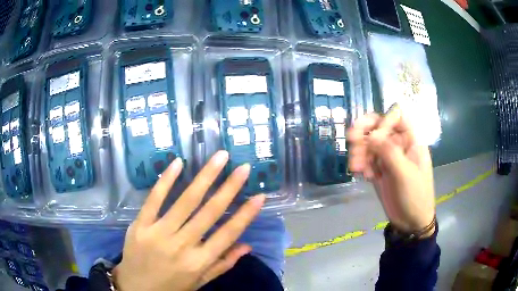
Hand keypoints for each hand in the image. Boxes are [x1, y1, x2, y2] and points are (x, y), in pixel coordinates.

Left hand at [113, 151, 264, 290]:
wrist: (135, 288)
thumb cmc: (171, 287)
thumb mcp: (199, 282)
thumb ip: (222, 264)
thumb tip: (247, 246)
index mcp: (199, 262)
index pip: (227, 234)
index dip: (245, 215)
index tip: (260, 196)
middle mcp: (182, 246)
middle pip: (209, 212)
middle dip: (229, 188)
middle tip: (243, 167)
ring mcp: (158, 233)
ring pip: (185, 201)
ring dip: (205, 177)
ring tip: (219, 157)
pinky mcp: (140, 225)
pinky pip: (154, 199)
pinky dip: (166, 181)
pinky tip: (178, 163)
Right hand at [348, 106, 435, 235]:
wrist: (410, 222)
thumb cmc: (415, 195)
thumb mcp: (405, 174)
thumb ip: (389, 152)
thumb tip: (370, 135)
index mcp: (411, 140)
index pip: (396, 116)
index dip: (384, 121)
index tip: (374, 137)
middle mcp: (398, 144)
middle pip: (379, 126)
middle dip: (364, 131)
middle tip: (351, 139)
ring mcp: (387, 156)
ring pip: (369, 143)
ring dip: (359, 151)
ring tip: (356, 167)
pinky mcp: (379, 169)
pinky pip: (366, 159)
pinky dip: (360, 163)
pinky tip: (360, 174)